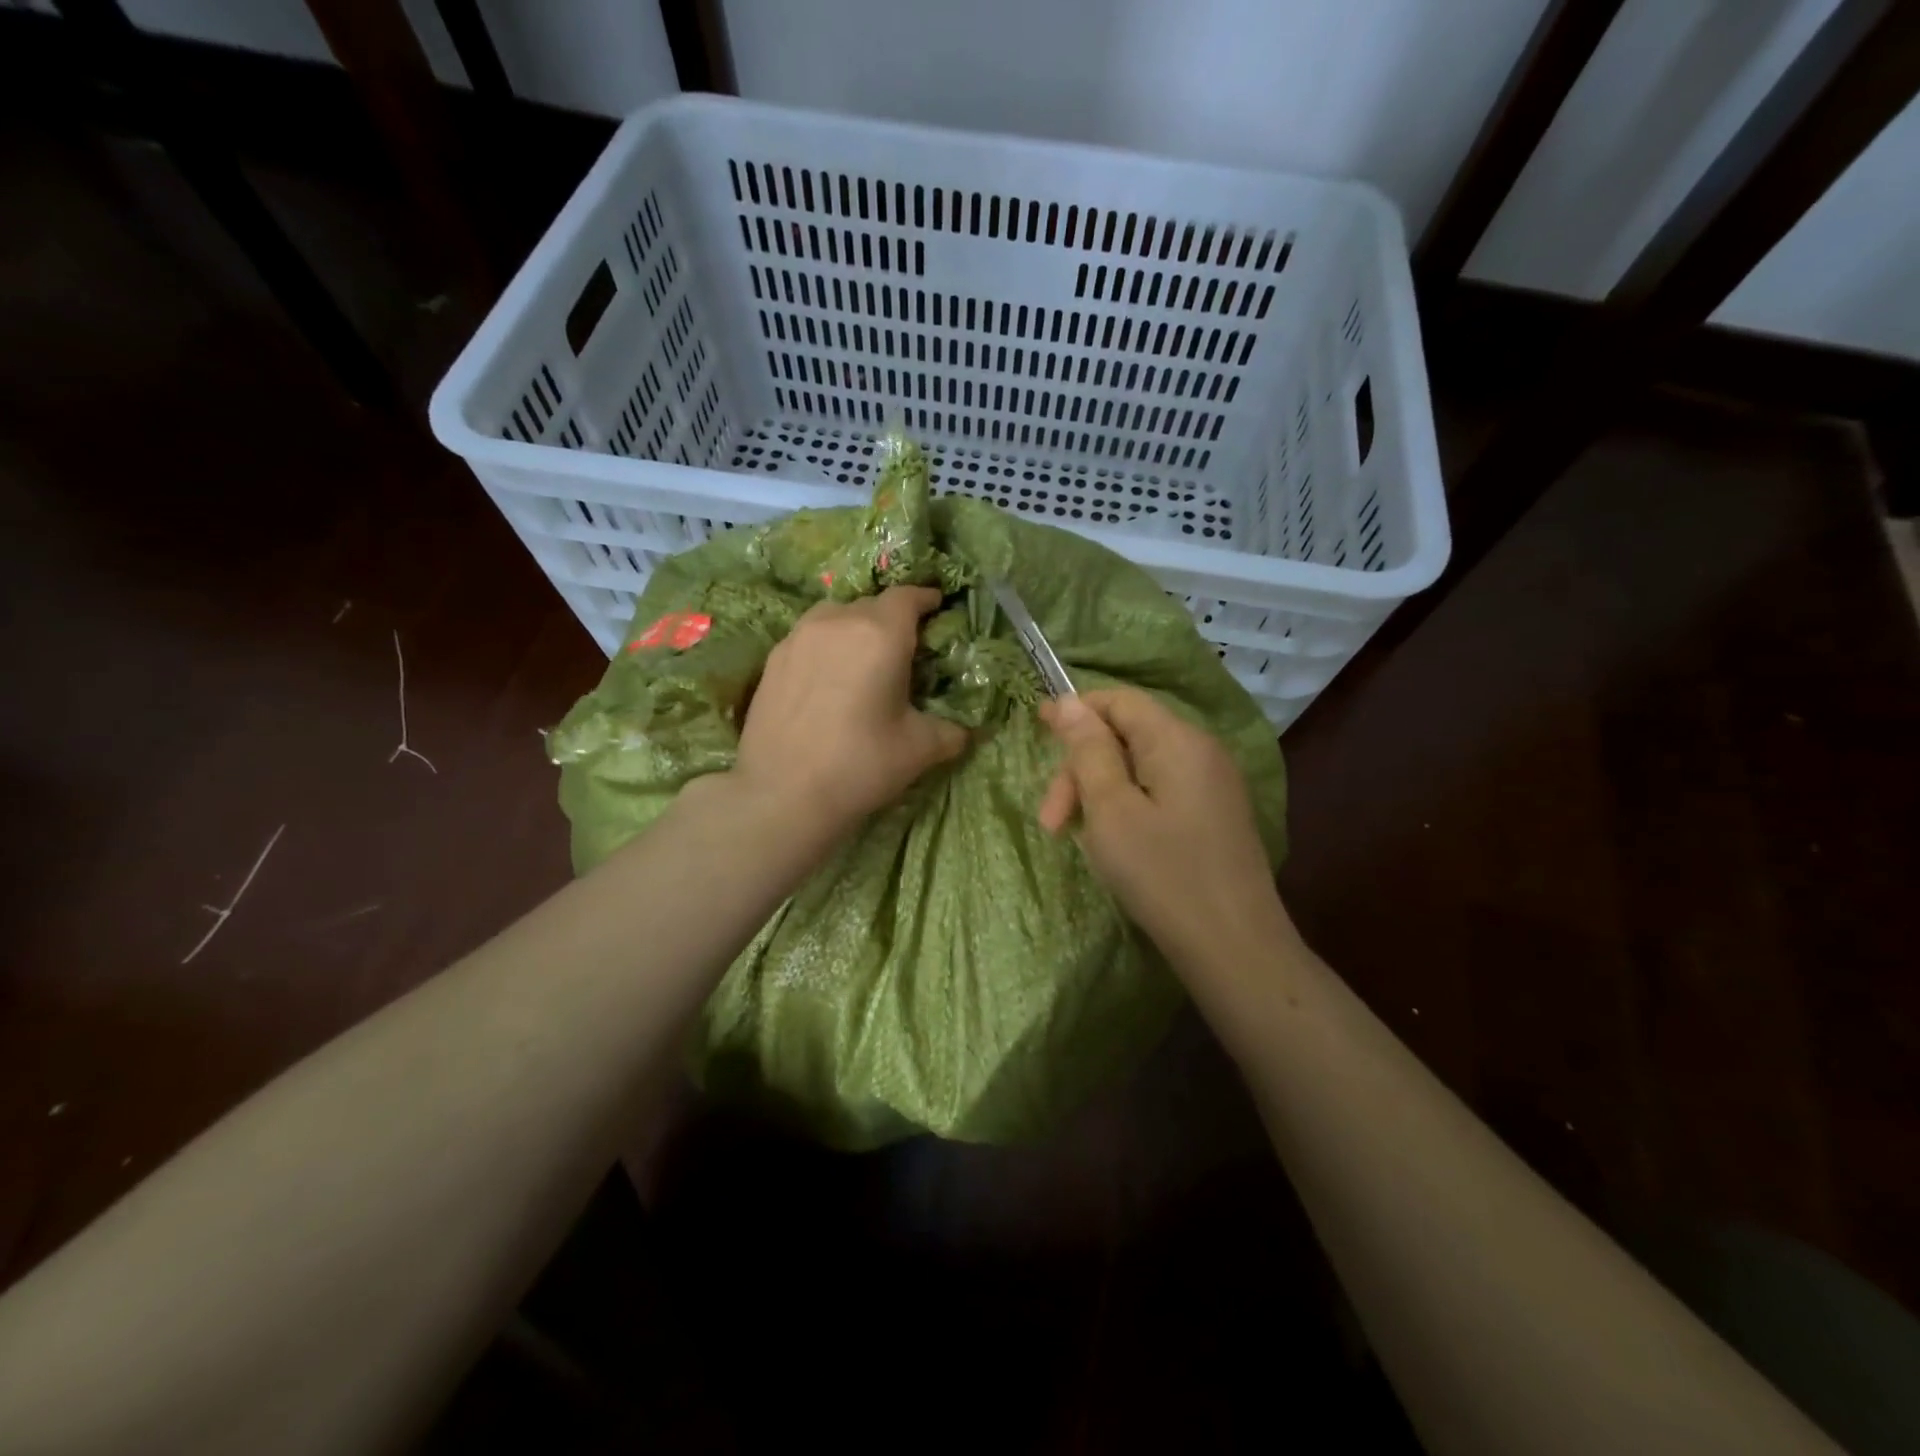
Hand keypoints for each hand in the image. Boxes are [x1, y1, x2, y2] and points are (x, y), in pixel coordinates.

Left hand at [733, 586, 967, 833]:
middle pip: (871, 605)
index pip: (907, 596)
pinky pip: (809, 637)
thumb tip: (968, 732)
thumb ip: (951, 732)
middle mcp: (837, 622)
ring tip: (863, 659)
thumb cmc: (860, 765)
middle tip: (905, 649)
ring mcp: (798, 638)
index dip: (925, 599)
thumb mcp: (919, 749)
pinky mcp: (773, 660)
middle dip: (892, 619)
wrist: (781, 795)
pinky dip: (826, 646)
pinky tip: (829, 678)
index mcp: (880, 634)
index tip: (937, 608)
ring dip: (855, 628)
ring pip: (835, 616)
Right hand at [1038, 689, 1284, 965]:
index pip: (1119, 700)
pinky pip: (1160, 791)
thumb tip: (1067, 702)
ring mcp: (1213, 784)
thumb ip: (1088, 751)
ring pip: (1140, 766)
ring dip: (1099, 791)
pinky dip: (1127, 806)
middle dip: (1081, 768)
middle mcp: (1201, 750)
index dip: (1075, 711)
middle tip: (1052, 821)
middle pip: (1127, 735)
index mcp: (1177, 740)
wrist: (1234, 949)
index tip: (1036, 735)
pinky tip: (1112, 843)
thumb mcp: (1111, 810)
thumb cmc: (1163, 875)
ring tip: (1075, 836)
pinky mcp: (1215, 815)